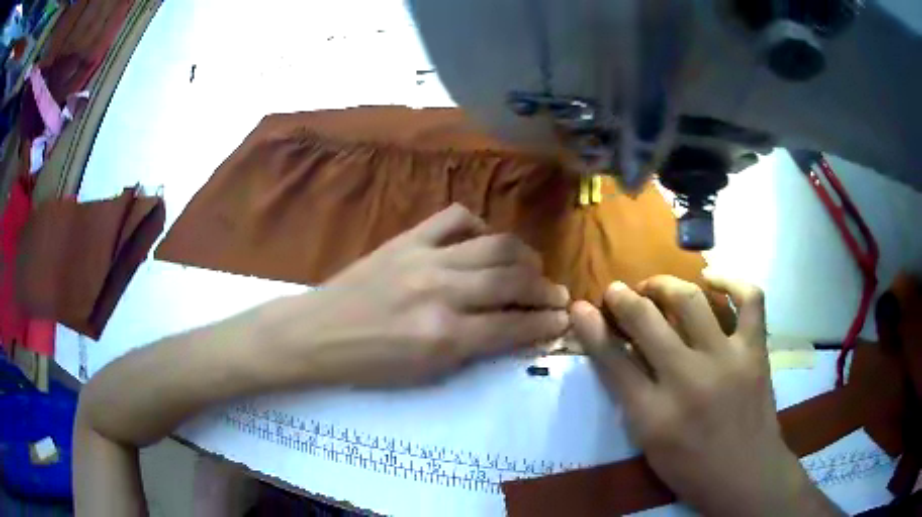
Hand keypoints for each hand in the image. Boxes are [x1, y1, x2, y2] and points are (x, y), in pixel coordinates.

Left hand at [265, 204, 569, 386]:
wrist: (318, 332)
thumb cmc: (370, 364)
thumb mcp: (426, 373)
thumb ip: (475, 349)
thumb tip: (515, 329)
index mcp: (444, 336)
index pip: (513, 325)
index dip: (546, 322)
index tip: (564, 318)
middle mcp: (441, 291)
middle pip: (512, 279)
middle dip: (545, 288)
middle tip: (557, 293)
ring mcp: (424, 257)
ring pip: (494, 243)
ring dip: (523, 255)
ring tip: (531, 266)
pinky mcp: (407, 238)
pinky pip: (455, 217)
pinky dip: (479, 226)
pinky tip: (482, 241)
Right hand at [572, 275, 839, 515]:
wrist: (746, 475)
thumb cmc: (691, 468)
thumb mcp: (649, 443)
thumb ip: (631, 397)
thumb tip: (614, 353)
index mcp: (653, 415)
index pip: (612, 360)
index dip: (591, 328)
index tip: (581, 307)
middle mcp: (688, 380)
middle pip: (646, 322)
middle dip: (623, 298)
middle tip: (617, 290)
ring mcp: (727, 359)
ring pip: (691, 300)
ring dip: (665, 285)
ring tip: (657, 286)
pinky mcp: (755, 351)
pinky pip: (749, 299)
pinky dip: (731, 281)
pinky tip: (713, 280)